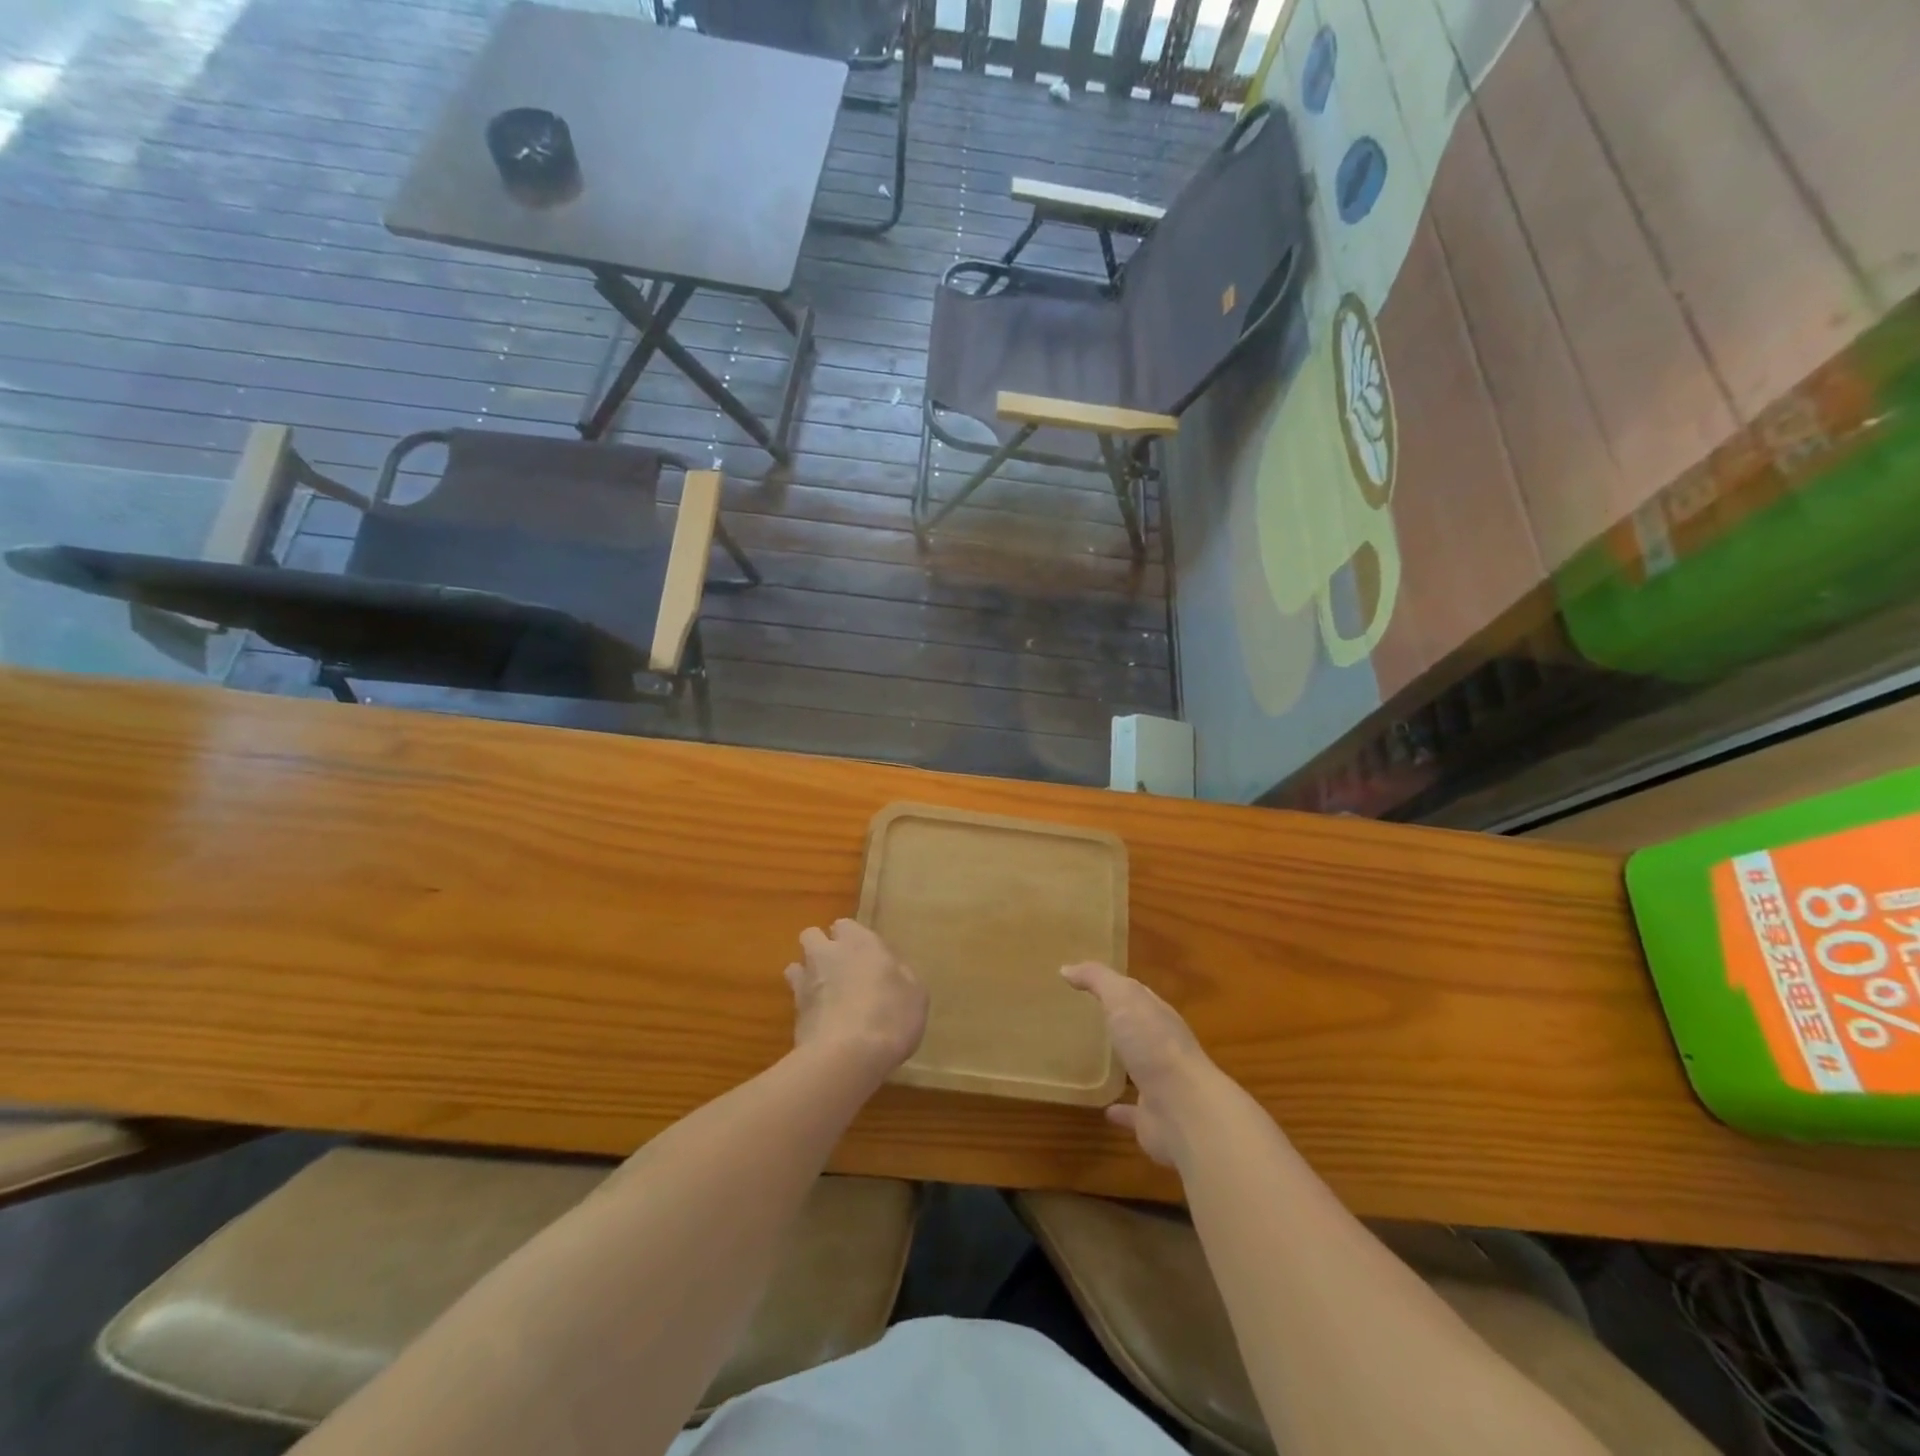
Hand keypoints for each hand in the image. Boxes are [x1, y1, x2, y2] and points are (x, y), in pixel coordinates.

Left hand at [787, 920, 927, 1084]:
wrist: (847, 1056)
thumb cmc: (891, 1016)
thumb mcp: (916, 994)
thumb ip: (900, 975)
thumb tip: (891, 971)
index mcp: (860, 942)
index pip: (845, 925)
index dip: (852, 938)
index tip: (866, 956)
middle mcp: (828, 954)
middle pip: (812, 936)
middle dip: (821, 947)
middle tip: (840, 969)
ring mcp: (806, 982)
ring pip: (796, 966)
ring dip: (807, 975)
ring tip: (825, 995)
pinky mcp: (793, 1012)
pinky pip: (795, 999)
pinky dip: (806, 1006)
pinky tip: (822, 1022)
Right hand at [1062, 962, 1218, 1165]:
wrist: (1185, 1110)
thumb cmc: (1153, 1044)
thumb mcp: (1123, 998)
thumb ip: (1098, 980)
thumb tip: (1067, 968)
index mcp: (1158, 1017)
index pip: (1138, 996)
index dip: (1117, 988)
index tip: (1089, 983)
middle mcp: (1162, 1048)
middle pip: (1139, 1031)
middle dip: (1121, 1024)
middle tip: (1088, 1019)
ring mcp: (1160, 1085)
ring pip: (1138, 1070)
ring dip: (1122, 1065)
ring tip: (1093, 1060)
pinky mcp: (1152, 1120)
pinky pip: (1132, 1112)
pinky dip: (1120, 1110)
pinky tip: (1104, 1109)